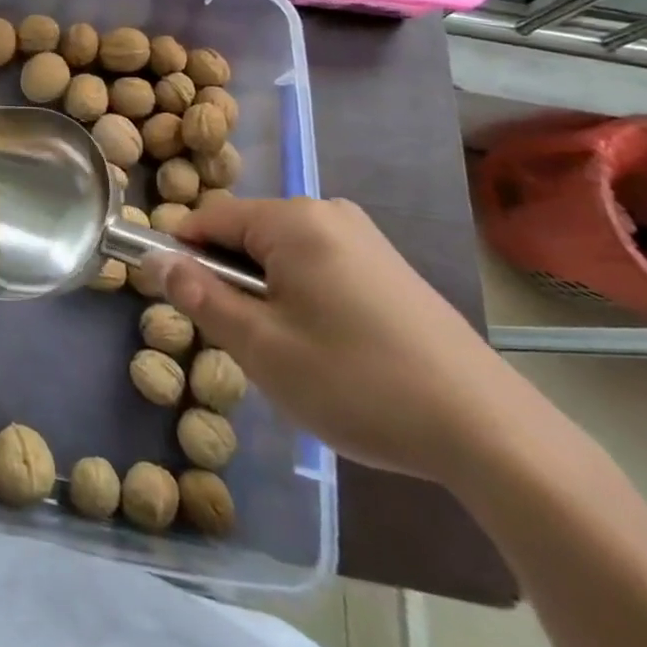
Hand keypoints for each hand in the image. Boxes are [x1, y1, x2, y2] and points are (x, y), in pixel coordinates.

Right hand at [150, 196, 533, 483]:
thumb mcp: (262, 346)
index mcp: (292, 219)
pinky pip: (318, 266)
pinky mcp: (389, 267)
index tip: (185, 305)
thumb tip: (154, 260)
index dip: (183, 257)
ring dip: (268, 295)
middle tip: (248, 343)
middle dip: (232, 281)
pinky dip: (304, 298)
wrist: (492, 434)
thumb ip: (200, 296)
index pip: (207, 218)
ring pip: (281, 254)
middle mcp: (327, 212)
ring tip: (293, 354)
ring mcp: (364, 238)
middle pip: (245, 234)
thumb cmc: (358, 383)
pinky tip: (333, 352)